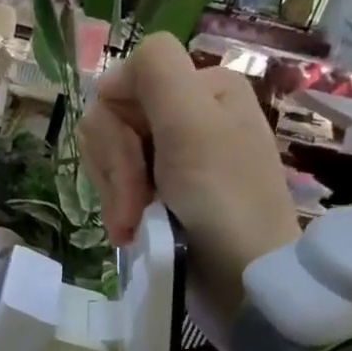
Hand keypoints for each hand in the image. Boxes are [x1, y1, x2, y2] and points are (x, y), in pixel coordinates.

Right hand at [79, 34, 300, 321]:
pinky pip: (116, 185)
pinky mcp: (161, 192)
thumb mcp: (193, 124)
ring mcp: (172, 156)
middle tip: (134, 207)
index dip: (115, 126)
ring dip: (114, 194)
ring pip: (108, 155)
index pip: (125, 81)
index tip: (134, 164)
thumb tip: (114, 74)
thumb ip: (157, 73)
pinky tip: (130, 232)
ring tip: (131, 226)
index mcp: (201, 88)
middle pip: (112, 120)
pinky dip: (117, 210)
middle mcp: (186, 115)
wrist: (243, 277)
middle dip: (115, 168)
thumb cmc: (222, 199)